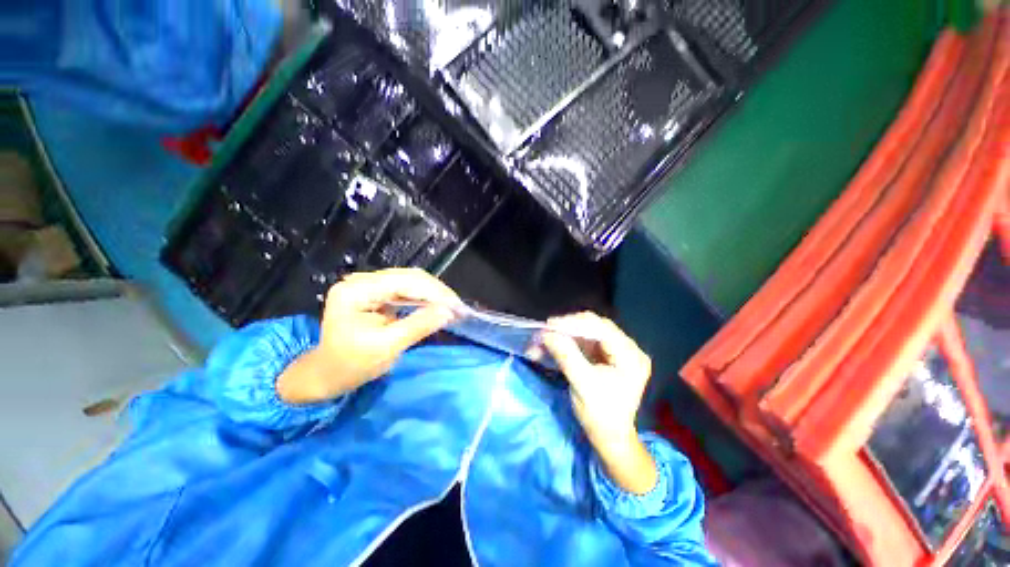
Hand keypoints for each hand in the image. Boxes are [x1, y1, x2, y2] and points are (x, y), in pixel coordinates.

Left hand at [277, 268, 459, 403]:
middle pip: (409, 278)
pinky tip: (437, 306)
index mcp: (356, 291)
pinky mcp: (377, 293)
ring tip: (452, 307)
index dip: (434, 292)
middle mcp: (362, 281)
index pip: (403, 282)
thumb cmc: (351, 365)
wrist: (327, 374)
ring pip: (411, 282)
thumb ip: (418, 326)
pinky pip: (407, 290)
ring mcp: (369, 286)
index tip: (457, 306)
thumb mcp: (386, 347)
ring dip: (433, 295)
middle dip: (436, 292)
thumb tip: (448, 311)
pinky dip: (424, 299)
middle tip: (458, 308)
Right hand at [539, 312, 656, 493]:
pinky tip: (555, 344)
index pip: (602, 329)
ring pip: (589, 332)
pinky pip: (587, 341)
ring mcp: (618, 351)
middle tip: (546, 330)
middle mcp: (628, 349)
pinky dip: (569, 342)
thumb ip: (566, 356)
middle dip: (569, 327)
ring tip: (546, 337)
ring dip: (566, 334)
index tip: (550, 325)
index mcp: (631, 356)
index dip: (575, 323)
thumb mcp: (582, 385)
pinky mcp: (607, 356)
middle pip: (596, 326)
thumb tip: (547, 333)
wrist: (610, 438)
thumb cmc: (600, 415)